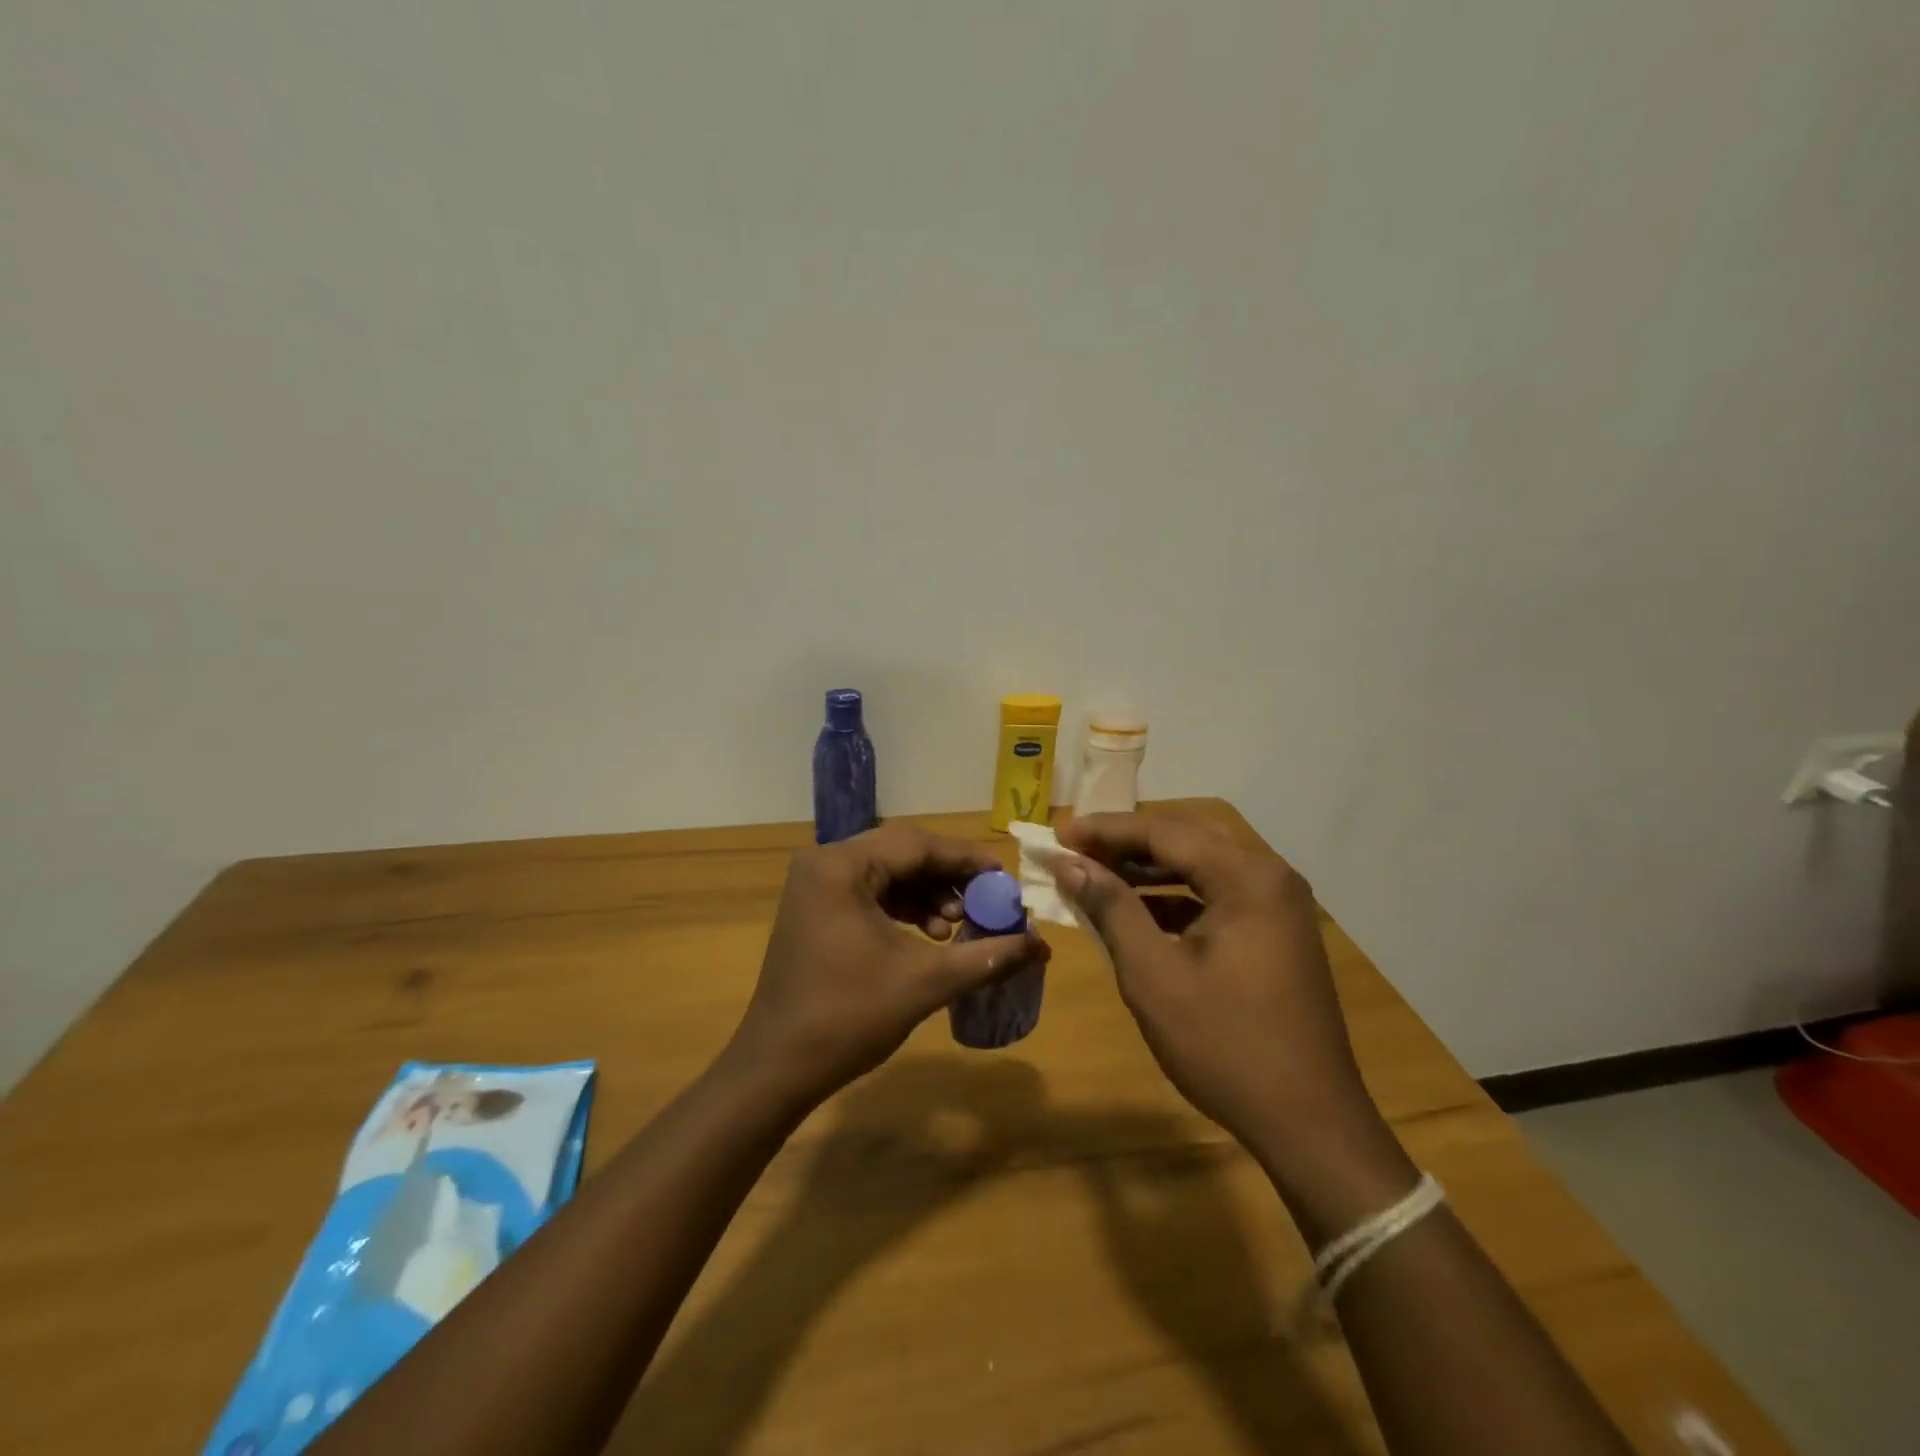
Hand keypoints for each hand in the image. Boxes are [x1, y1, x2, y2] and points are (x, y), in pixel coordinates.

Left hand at [727, 824, 1049, 1109]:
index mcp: (841, 866)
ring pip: (888, 873)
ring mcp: (815, 886)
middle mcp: (824, 863)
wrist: (776, 1068)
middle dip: (948, 879)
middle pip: (902, 854)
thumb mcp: (925, 984)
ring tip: (956, 928)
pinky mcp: (815, 908)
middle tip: (984, 905)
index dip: (966, 860)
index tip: (1004, 879)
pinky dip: (903, 908)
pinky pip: (870, 892)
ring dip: (927, 895)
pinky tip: (929, 935)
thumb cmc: (848, 1018)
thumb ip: (987, 958)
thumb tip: (1041, 947)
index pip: (918, 845)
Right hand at [1056, 812, 1375, 1155]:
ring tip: (1095, 875)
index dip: (1105, 830)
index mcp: (1247, 878)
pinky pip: (1216, 897)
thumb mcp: (1154, 975)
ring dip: (1148, 870)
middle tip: (1075, 849)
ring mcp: (1277, 907)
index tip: (1057, 834)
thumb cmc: (1225, 1046)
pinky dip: (1173, 899)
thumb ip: (1111, 908)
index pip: (1164, 832)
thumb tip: (1069, 863)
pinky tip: (1136, 913)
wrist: (1310, 1125)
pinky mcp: (1275, 935)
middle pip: (1186, 840)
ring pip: (1201, 867)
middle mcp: (1269, 878)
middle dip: (1126, 843)